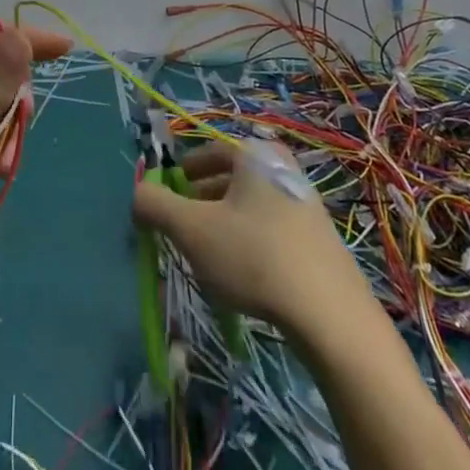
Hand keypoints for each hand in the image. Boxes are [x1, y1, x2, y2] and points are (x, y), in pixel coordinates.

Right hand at [131, 138, 375, 335]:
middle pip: (228, 178)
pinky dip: (249, 242)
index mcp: (254, 153)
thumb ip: (154, 205)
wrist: (332, 317)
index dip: (179, 175)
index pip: (206, 152)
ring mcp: (306, 203)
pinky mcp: (320, 239)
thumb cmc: (254, 257)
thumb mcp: (190, 229)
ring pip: (249, 206)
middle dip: (199, 201)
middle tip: (181, 230)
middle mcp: (283, 167)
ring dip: (222, 224)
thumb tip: (137, 194)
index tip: (165, 201)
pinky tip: (242, 276)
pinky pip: (271, 229)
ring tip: (207, 257)